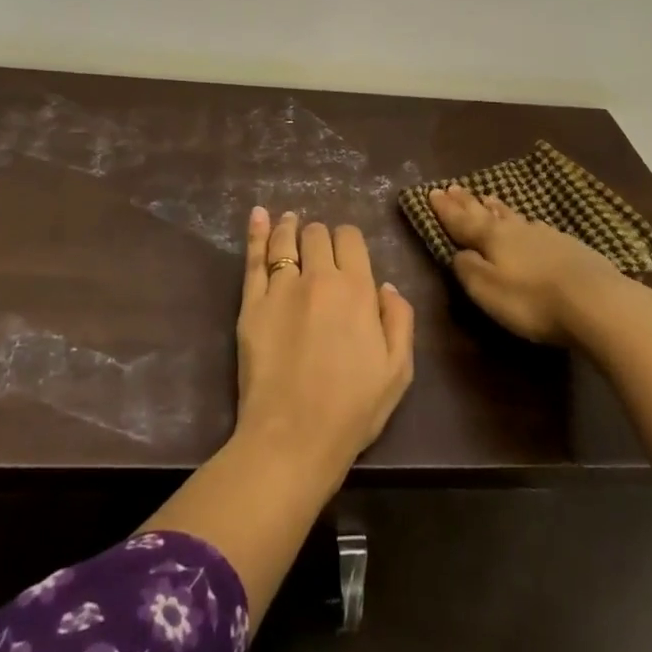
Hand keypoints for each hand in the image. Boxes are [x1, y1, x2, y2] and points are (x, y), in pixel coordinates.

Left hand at [234, 207, 414, 483]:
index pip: (350, 239)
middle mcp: (318, 277)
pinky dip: (256, 232)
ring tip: (289, 220)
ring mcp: (281, 287)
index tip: (346, 252)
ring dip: (290, 226)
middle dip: (320, 235)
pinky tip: (258, 215)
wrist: (294, 436)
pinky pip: (254, 258)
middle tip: (318, 247)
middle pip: (317, 235)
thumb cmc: (353, 408)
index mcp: (356, 289)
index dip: (348, 240)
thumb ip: (399, 321)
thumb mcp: (398, 370)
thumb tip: (386, 287)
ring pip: (285, 240)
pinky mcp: (251, 303)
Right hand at [427, 184, 647, 344]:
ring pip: (514, 217)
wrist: (598, 303)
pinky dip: (525, 223)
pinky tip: (530, 224)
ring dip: (497, 208)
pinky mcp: (571, 248)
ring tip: (488, 198)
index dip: (445, 209)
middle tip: (454, 187)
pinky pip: (537, 228)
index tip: (432, 192)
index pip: (462, 220)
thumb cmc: (533, 301)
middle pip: (487, 213)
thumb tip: (458, 253)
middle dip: (468, 202)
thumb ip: (468, 269)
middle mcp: (517, 230)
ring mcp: (546, 236)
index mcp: (492, 238)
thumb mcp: (487, 290)